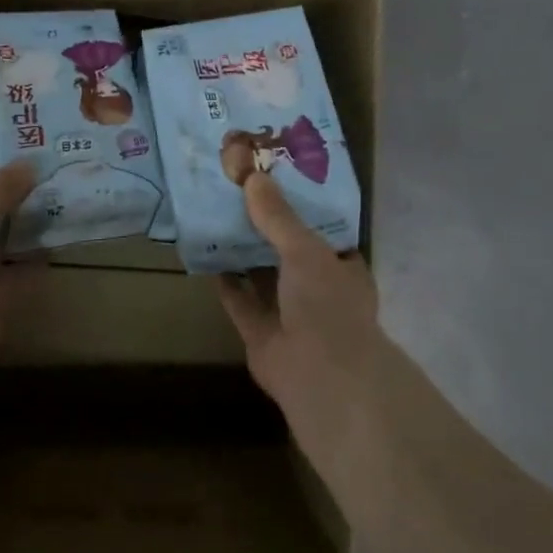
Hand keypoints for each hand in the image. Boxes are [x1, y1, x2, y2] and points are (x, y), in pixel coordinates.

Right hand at [215, 173, 388, 412]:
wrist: (318, 374)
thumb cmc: (325, 303)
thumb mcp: (304, 249)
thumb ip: (278, 217)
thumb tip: (253, 177)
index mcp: (343, 270)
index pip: (326, 233)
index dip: (304, 210)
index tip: (278, 186)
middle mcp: (319, 292)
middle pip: (290, 254)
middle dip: (269, 230)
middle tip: (241, 196)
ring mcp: (291, 315)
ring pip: (265, 278)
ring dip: (246, 256)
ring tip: (219, 220)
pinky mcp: (262, 334)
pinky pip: (242, 303)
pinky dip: (227, 284)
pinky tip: (208, 259)